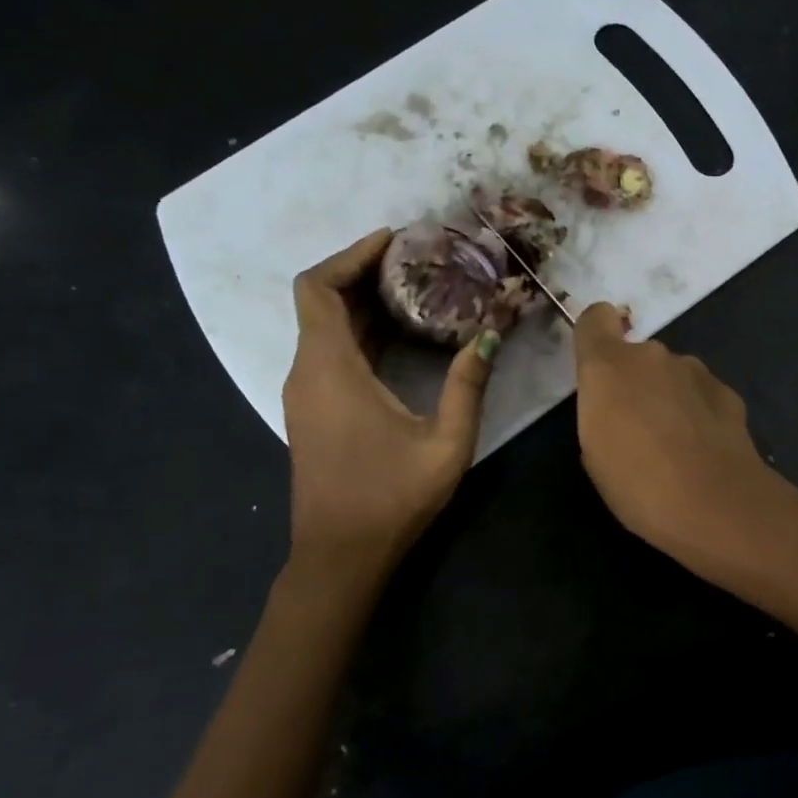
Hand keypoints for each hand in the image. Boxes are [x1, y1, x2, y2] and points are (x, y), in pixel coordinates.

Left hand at [282, 229, 498, 564]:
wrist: (340, 556)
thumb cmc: (390, 499)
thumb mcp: (445, 442)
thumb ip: (467, 385)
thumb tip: (490, 334)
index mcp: (330, 369)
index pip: (317, 289)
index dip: (350, 255)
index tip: (393, 241)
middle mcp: (309, 372)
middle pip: (322, 301)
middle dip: (365, 273)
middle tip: (419, 259)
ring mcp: (308, 393)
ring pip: (326, 328)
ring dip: (365, 303)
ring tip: (420, 288)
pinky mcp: (316, 411)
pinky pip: (332, 354)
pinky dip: (363, 333)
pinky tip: (406, 335)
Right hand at [572, 302, 788, 559]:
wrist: (714, 503)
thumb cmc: (637, 483)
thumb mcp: (595, 453)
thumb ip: (601, 413)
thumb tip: (618, 408)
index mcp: (609, 366)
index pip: (596, 318)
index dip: (596, 334)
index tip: (597, 366)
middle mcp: (652, 356)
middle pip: (637, 356)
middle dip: (635, 383)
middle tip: (637, 430)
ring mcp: (695, 371)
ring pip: (672, 375)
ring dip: (668, 398)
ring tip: (674, 446)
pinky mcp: (728, 392)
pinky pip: (701, 394)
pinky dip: (699, 413)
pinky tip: (704, 451)